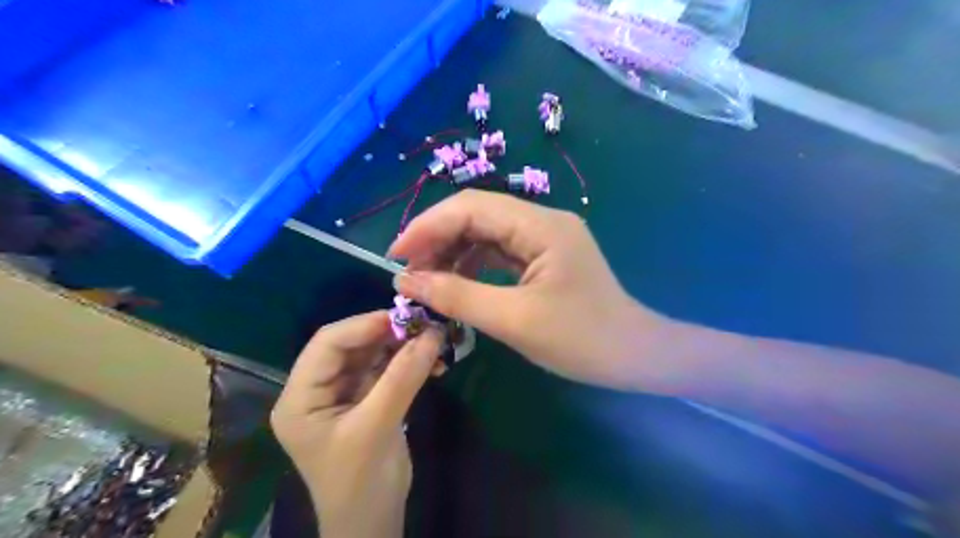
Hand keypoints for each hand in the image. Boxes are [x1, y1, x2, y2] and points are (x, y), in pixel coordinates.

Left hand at [270, 311, 441, 537]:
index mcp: (301, 397)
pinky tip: (435, 363)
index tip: (404, 316)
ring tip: (435, 341)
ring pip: (373, 355)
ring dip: (404, 347)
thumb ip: (402, 378)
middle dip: (389, 333)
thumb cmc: (360, 483)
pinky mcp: (368, 400)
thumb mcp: (377, 428)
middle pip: (352, 346)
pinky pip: (389, 370)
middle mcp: (318, 389)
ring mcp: (344, 394)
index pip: (327, 344)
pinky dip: (411, 364)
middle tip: (425, 325)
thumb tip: (432, 333)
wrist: (373, 523)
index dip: (364, 325)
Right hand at [388, 189, 673, 390]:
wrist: (635, 355)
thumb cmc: (582, 340)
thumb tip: (406, 281)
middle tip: (408, 272)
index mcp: (541, 226)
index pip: (471, 207)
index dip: (428, 226)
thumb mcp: (514, 320)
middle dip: (437, 238)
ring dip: (453, 252)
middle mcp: (542, 221)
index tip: (395, 256)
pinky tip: (456, 283)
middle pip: (477, 214)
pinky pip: (500, 251)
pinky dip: (473, 264)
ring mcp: (544, 238)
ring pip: (486, 232)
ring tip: (427, 280)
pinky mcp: (544, 257)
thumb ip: (457, 296)